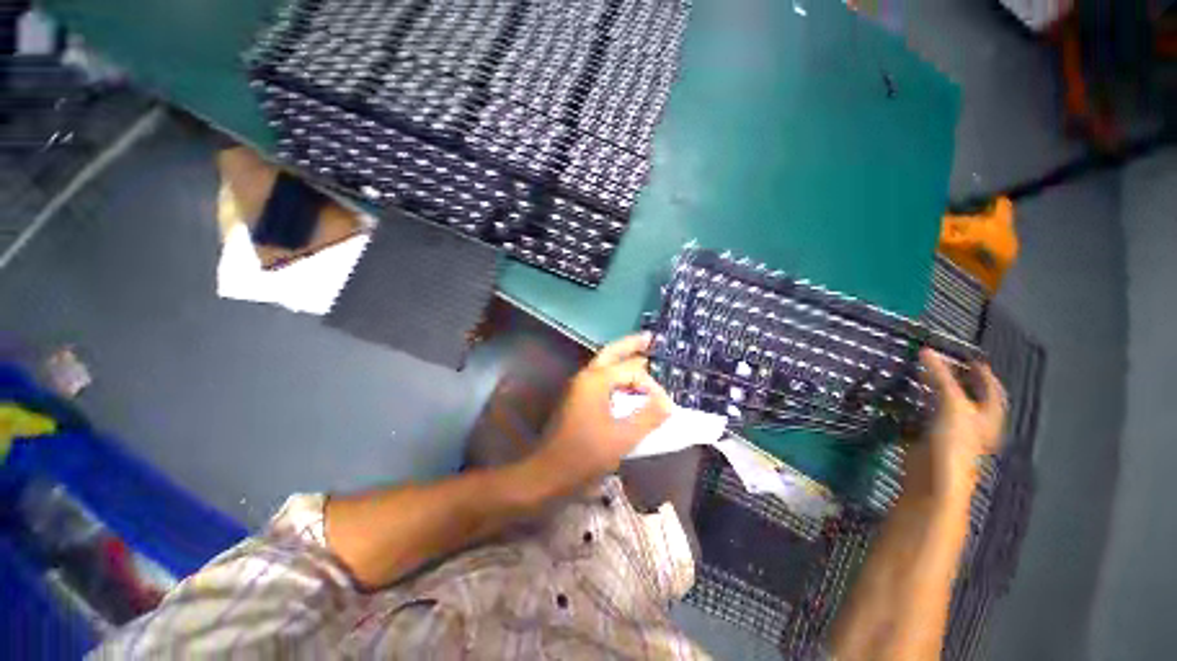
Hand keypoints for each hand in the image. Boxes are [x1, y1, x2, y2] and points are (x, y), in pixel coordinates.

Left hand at [524, 333, 671, 496]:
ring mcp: (580, 388)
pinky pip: (602, 380)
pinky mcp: (579, 400)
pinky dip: (617, 377)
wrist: (549, 473)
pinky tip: (629, 385)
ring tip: (644, 356)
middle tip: (651, 338)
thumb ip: (647, 417)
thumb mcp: (622, 437)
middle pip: (612, 353)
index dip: (652, 386)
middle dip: (632, 345)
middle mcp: (586, 377)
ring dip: (624, 359)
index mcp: (595, 380)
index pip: (632, 371)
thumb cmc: (585, 455)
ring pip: (605, 365)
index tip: (666, 408)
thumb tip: (667, 404)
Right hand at [904, 349, 1007, 501]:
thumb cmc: (954, 444)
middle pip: (967, 398)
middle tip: (941, 364)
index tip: (972, 358)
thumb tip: (927, 351)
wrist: (932, 480)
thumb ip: (941, 377)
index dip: (984, 374)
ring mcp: (949, 434)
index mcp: (987, 417)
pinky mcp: (926, 441)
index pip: (991, 390)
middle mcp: (972, 425)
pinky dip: (914, 407)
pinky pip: (922, 418)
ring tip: (920, 377)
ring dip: (932, 393)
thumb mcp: (952, 404)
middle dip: (955, 382)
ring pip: (943, 407)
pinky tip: (905, 400)